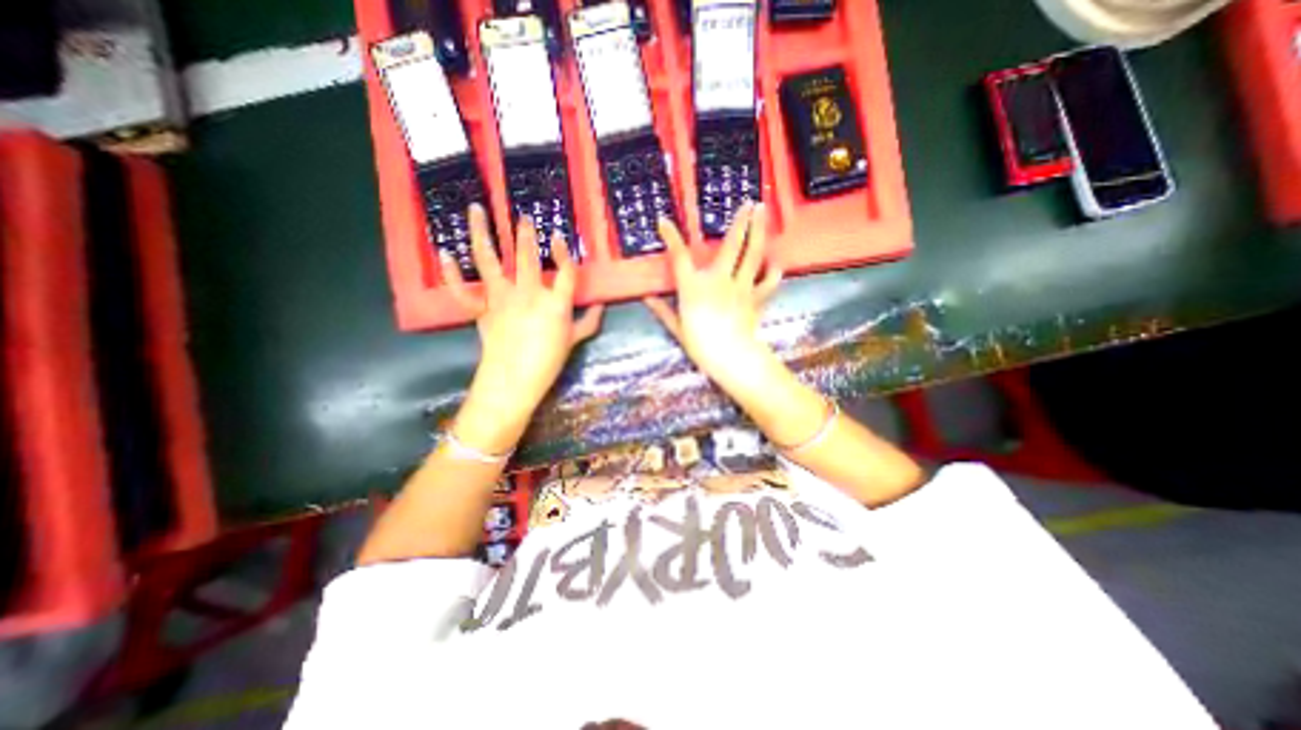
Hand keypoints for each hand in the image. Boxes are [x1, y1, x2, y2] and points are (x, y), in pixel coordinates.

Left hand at [437, 203, 597, 447]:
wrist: (514, 381)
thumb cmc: (548, 362)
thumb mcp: (574, 341)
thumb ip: (589, 322)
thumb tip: (601, 305)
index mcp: (555, 304)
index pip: (566, 272)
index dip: (565, 253)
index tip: (560, 237)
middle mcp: (528, 293)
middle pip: (527, 257)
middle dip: (525, 233)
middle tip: (523, 216)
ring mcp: (501, 299)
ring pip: (489, 260)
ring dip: (482, 233)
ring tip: (476, 209)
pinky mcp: (481, 309)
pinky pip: (462, 289)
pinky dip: (452, 272)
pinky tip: (445, 253)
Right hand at [642, 201, 782, 382]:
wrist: (731, 357)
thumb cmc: (700, 345)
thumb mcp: (677, 328)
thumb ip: (663, 310)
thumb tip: (646, 298)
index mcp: (693, 286)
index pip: (679, 256)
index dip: (670, 237)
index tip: (663, 221)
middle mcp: (718, 279)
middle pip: (731, 245)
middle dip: (740, 221)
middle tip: (750, 202)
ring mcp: (741, 286)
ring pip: (752, 255)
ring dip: (758, 232)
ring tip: (764, 212)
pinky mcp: (756, 298)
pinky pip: (768, 281)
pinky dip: (773, 272)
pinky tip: (775, 264)